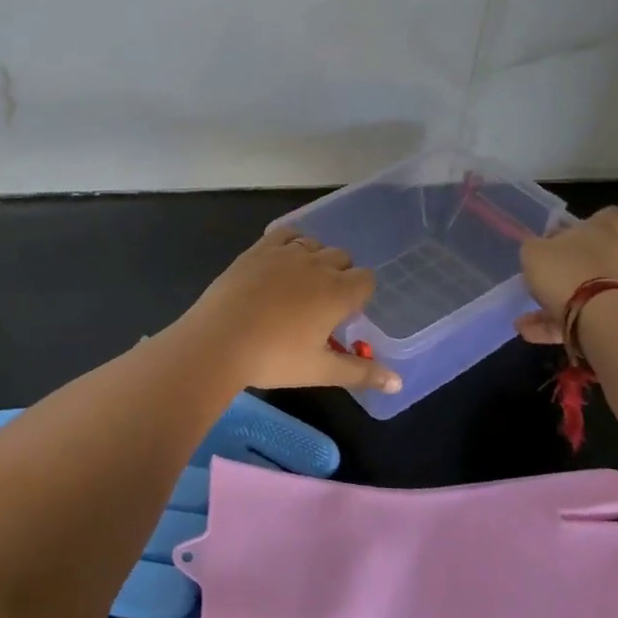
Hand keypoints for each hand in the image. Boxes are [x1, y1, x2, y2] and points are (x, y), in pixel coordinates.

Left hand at [179, 228, 398, 392]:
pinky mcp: (259, 249)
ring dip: (315, 259)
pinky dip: (291, 243)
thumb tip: (398, 383)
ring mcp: (286, 253)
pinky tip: (281, 263)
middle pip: (342, 258)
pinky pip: (286, 234)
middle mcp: (317, 265)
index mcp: (338, 293)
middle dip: (339, 276)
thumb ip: (362, 373)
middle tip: (320, 305)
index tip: (344, 315)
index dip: (360, 295)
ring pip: (315, 245)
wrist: (219, 340)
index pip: (366, 279)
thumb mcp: (320, 370)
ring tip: (298, 286)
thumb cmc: (274, 359)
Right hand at [516, 206, 617, 345]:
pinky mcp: (617, 317)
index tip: (579, 230)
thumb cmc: (565, 270)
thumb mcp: (534, 252)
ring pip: (586, 292)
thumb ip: (536, 249)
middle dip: (572, 268)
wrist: (598, 317)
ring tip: (525, 319)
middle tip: (545, 277)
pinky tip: (529, 333)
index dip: (598, 220)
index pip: (611, 216)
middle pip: (597, 257)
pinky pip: (583, 318)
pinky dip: (558, 325)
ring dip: (558, 303)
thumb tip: (542, 250)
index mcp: (601, 233)